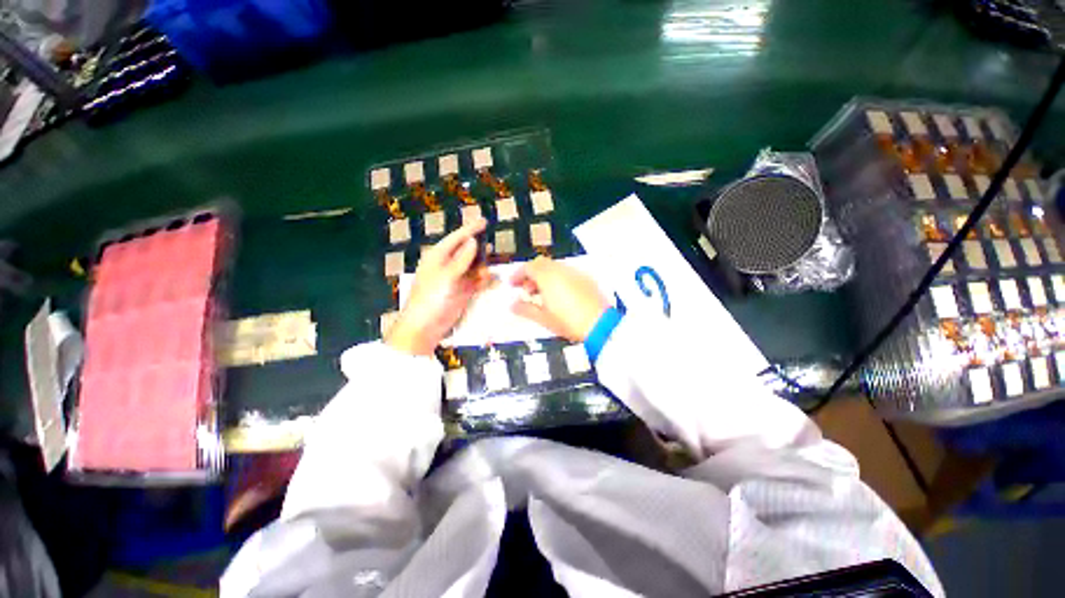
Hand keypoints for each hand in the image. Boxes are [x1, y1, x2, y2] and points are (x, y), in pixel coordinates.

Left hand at [386, 218, 490, 354]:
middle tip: (490, 252)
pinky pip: (477, 281)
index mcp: (438, 257)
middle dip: (479, 252)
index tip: (484, 221)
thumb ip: (461, 259)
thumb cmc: (431, 299)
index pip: (457, 238)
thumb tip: (473, 241)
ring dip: (483, 268)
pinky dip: (484, 281)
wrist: (425, 327)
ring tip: (487, 273)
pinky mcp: (463, 291)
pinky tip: (491, 282)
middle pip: (467, 252)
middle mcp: (448, 265)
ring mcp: (456, 279)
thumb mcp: (447, 277)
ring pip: (474, 267)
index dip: (471, 229)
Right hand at [510, 256, 609, 341]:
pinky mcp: (585, 279)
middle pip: (541, 264)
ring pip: (554, 268)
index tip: (513, 285)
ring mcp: (575, 273)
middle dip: (530, 275)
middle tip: (526, 290)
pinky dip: (556, 279)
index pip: (528, 267)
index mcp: (548, 277)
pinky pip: (566, 273)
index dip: (518, 275)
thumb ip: (525, 309)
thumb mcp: (543, 318)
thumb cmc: (569, 321)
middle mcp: (561, 270)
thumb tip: (513, 305)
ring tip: (541, 296)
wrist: (600, 325)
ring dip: (543, 277)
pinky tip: (558, 296)